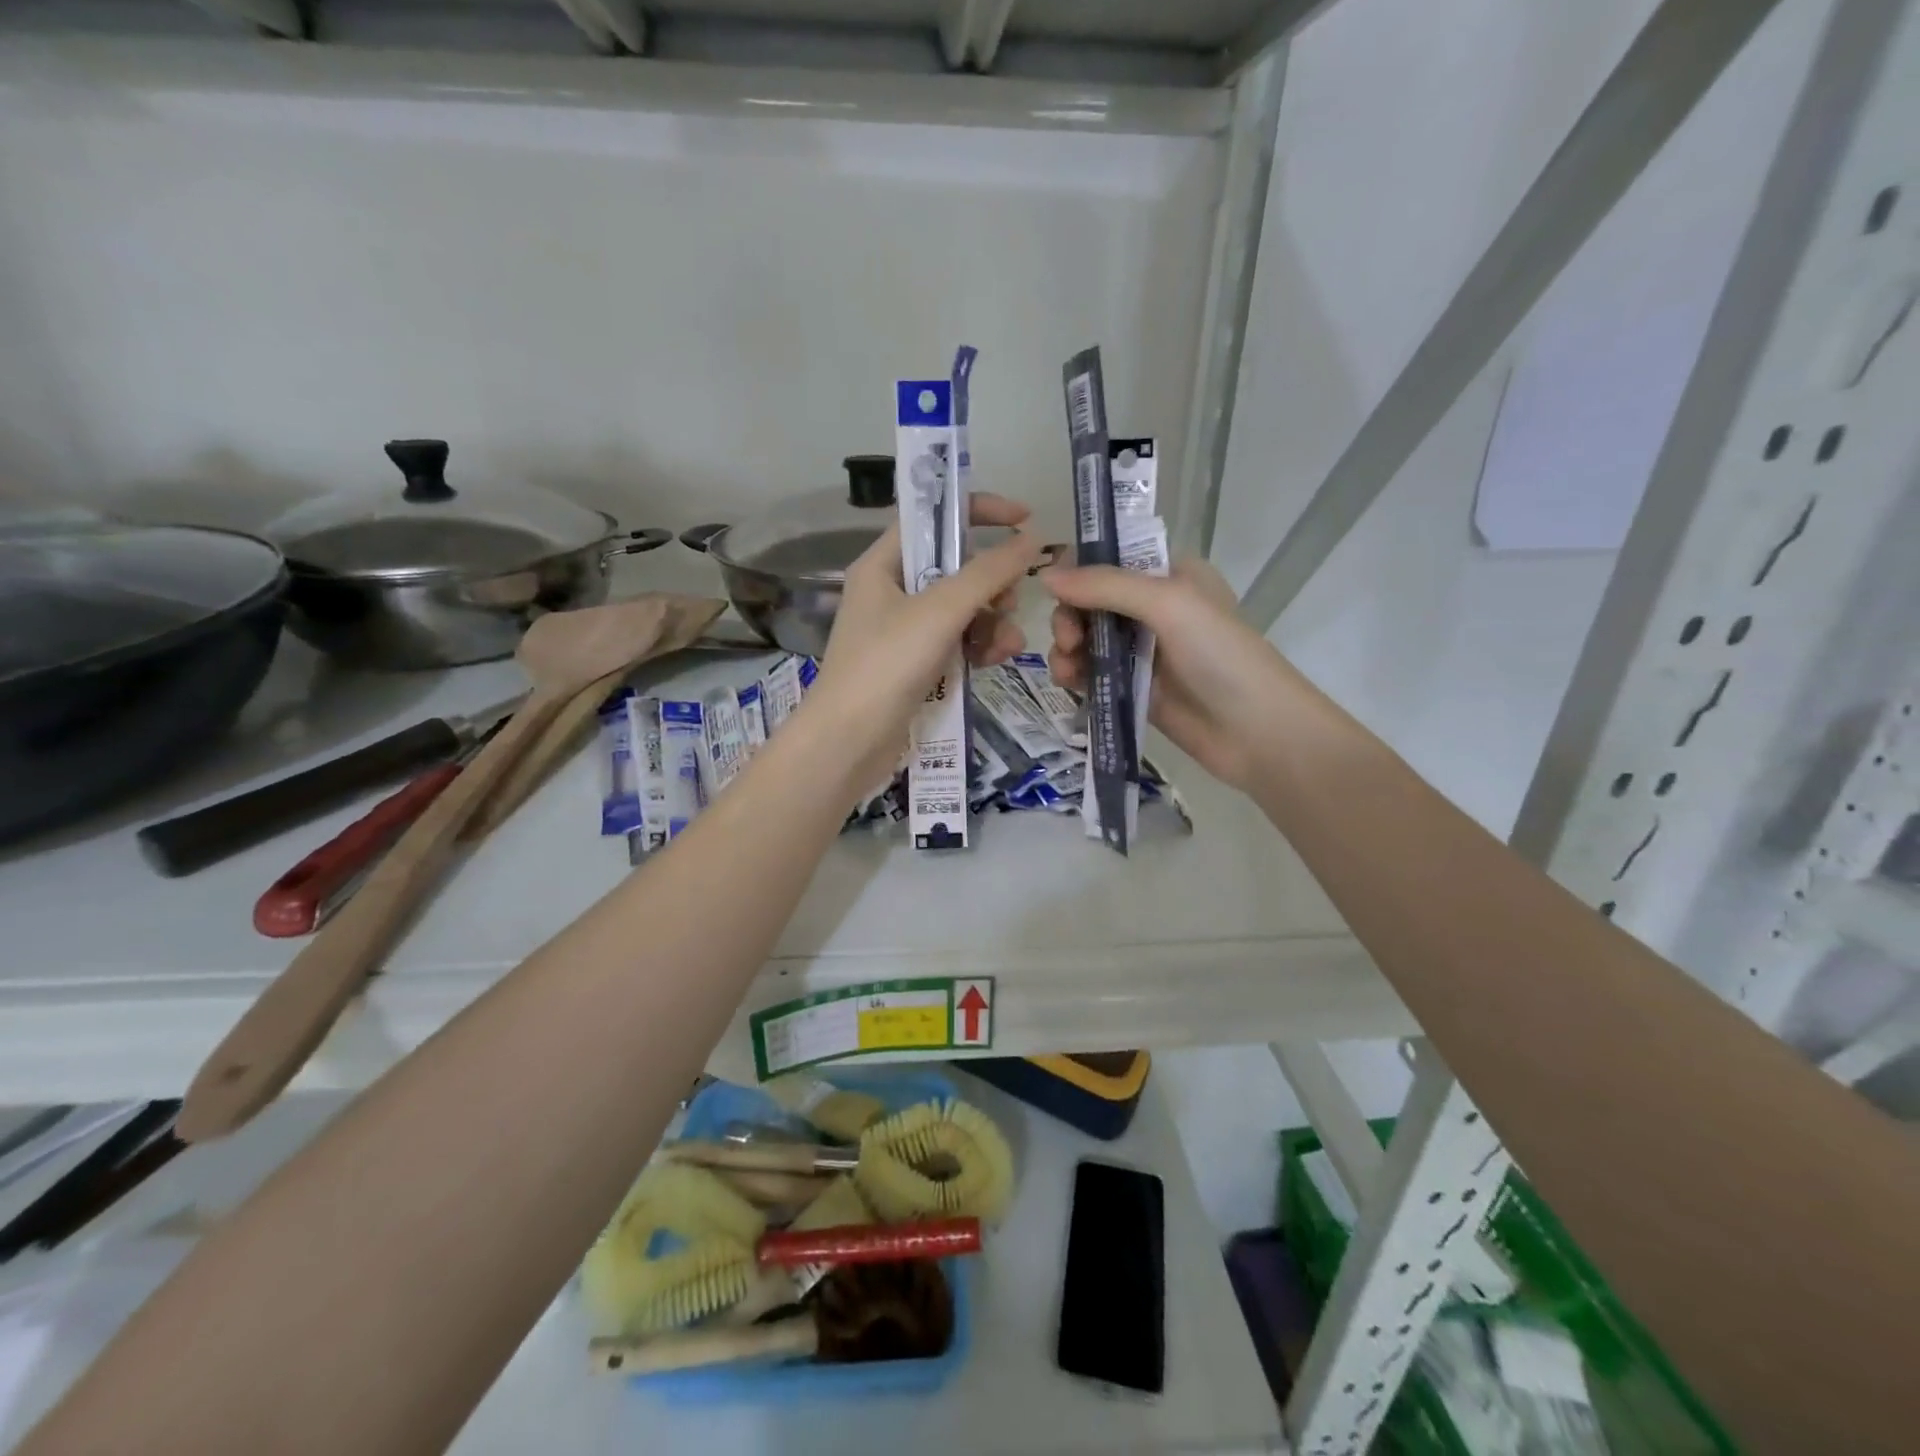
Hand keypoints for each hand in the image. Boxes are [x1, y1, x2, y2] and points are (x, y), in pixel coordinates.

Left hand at [805, 492, 1040, 792]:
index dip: (978, 511)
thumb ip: (988, 572)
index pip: (933, 518)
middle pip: (955, 568)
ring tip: (1006, 645)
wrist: (849, 743)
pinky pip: (957, 642)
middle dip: (991, 583)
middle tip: (1010, 601)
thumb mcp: (940, 611)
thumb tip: (1030, 539)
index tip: (1024, 519)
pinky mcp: (915, 666)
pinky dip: (978, 647)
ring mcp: (903, 632)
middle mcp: (891, 592)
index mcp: (882, 565)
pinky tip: (994, 662)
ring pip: (962, 610)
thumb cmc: (886, 665)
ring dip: (992, 621)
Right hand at [1042, 557, 1300, 792]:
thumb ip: (1106, 586)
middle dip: (1070, 616)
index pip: (1110, 558)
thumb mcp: (1167, 604)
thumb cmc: (1220, 655)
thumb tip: (1045, 576)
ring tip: (1067, 668)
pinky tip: (1069, 683)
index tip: (1055, 589)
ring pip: (1086, 637)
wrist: (1256, 732)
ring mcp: (1142, 649)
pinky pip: (1091, 672)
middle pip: (1090, 599)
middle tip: (1069, 639)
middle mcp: (1154, 606)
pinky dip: (1075, 674)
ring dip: (1066, 647)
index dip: (1078, 570)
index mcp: (1169, 574)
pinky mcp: (1133, 686)